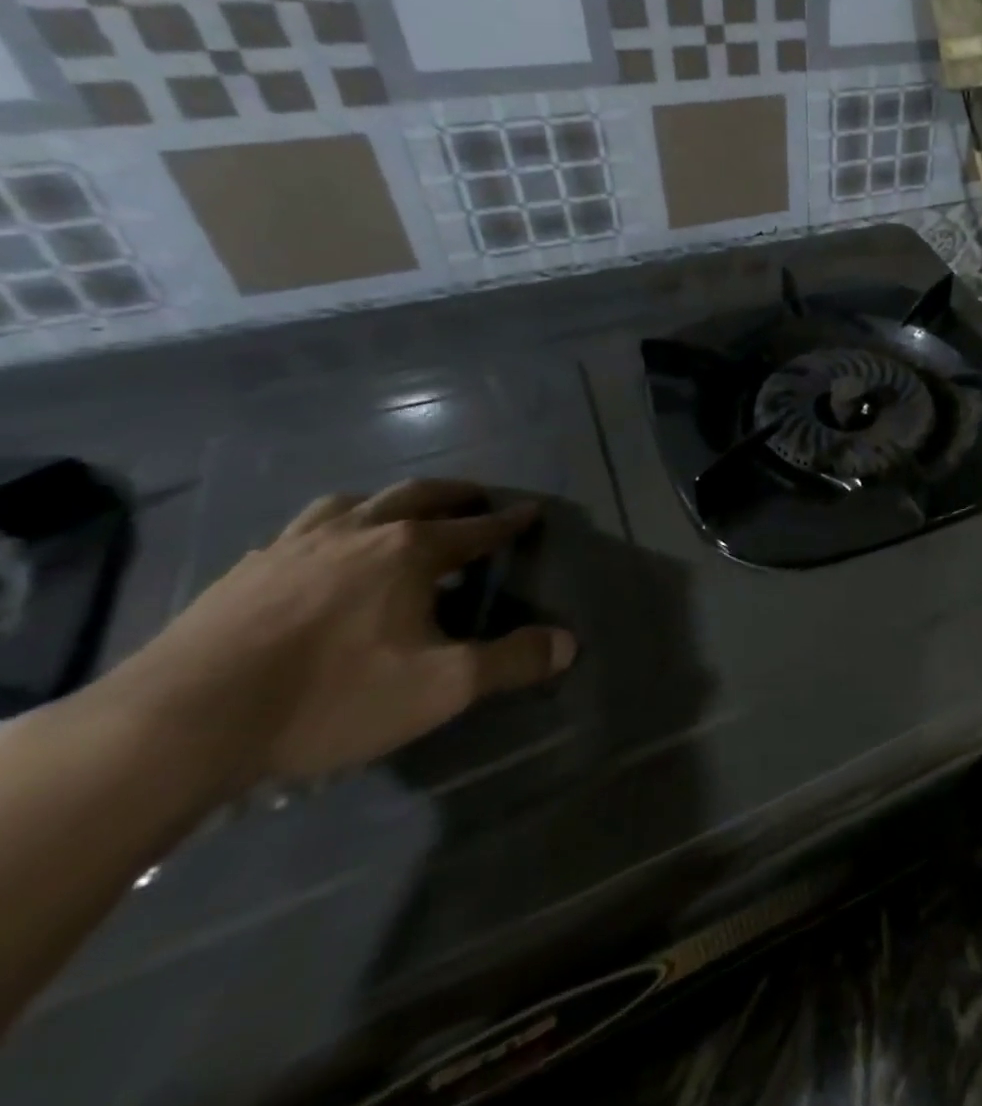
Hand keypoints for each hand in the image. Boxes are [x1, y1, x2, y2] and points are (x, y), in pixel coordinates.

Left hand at [109, 479, 575, 796]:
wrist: (176, 724)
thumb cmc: (328, 698)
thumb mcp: (440, 688)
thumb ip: (511, 662)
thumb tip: (569, 643)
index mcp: (408, 551)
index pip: (475, 529)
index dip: (509, 522)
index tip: (531, 512)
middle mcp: (357, 533)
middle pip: (416, 496)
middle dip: (454, 494)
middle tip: (476, 497)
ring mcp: (293, 547)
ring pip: (350, 503)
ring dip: (386, 501)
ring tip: (396, 513)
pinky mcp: (243, 573)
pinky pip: (299, 531)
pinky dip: (328, 528)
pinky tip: (318, 554)